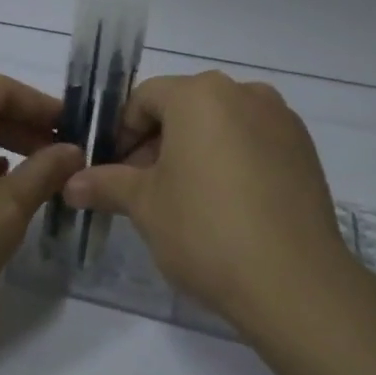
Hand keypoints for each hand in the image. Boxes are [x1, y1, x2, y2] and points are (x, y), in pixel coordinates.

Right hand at [62, 71, 350, 331]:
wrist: (294, 281)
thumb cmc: (205, 230)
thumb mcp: (145, 205)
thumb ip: (106, 184)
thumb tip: (71, 184)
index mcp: (200, 94)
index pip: (145, 98)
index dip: (121, 132)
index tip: (112, 170)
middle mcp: (244, 93)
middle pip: (186, 107)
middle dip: (157, 143)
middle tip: (143, 189)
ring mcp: (281, 120)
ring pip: (222, 124)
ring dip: (196, 151)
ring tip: (185, 200)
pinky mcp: (305, 150)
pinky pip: (255, 142)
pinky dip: (232, 161)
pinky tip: (227, 206)